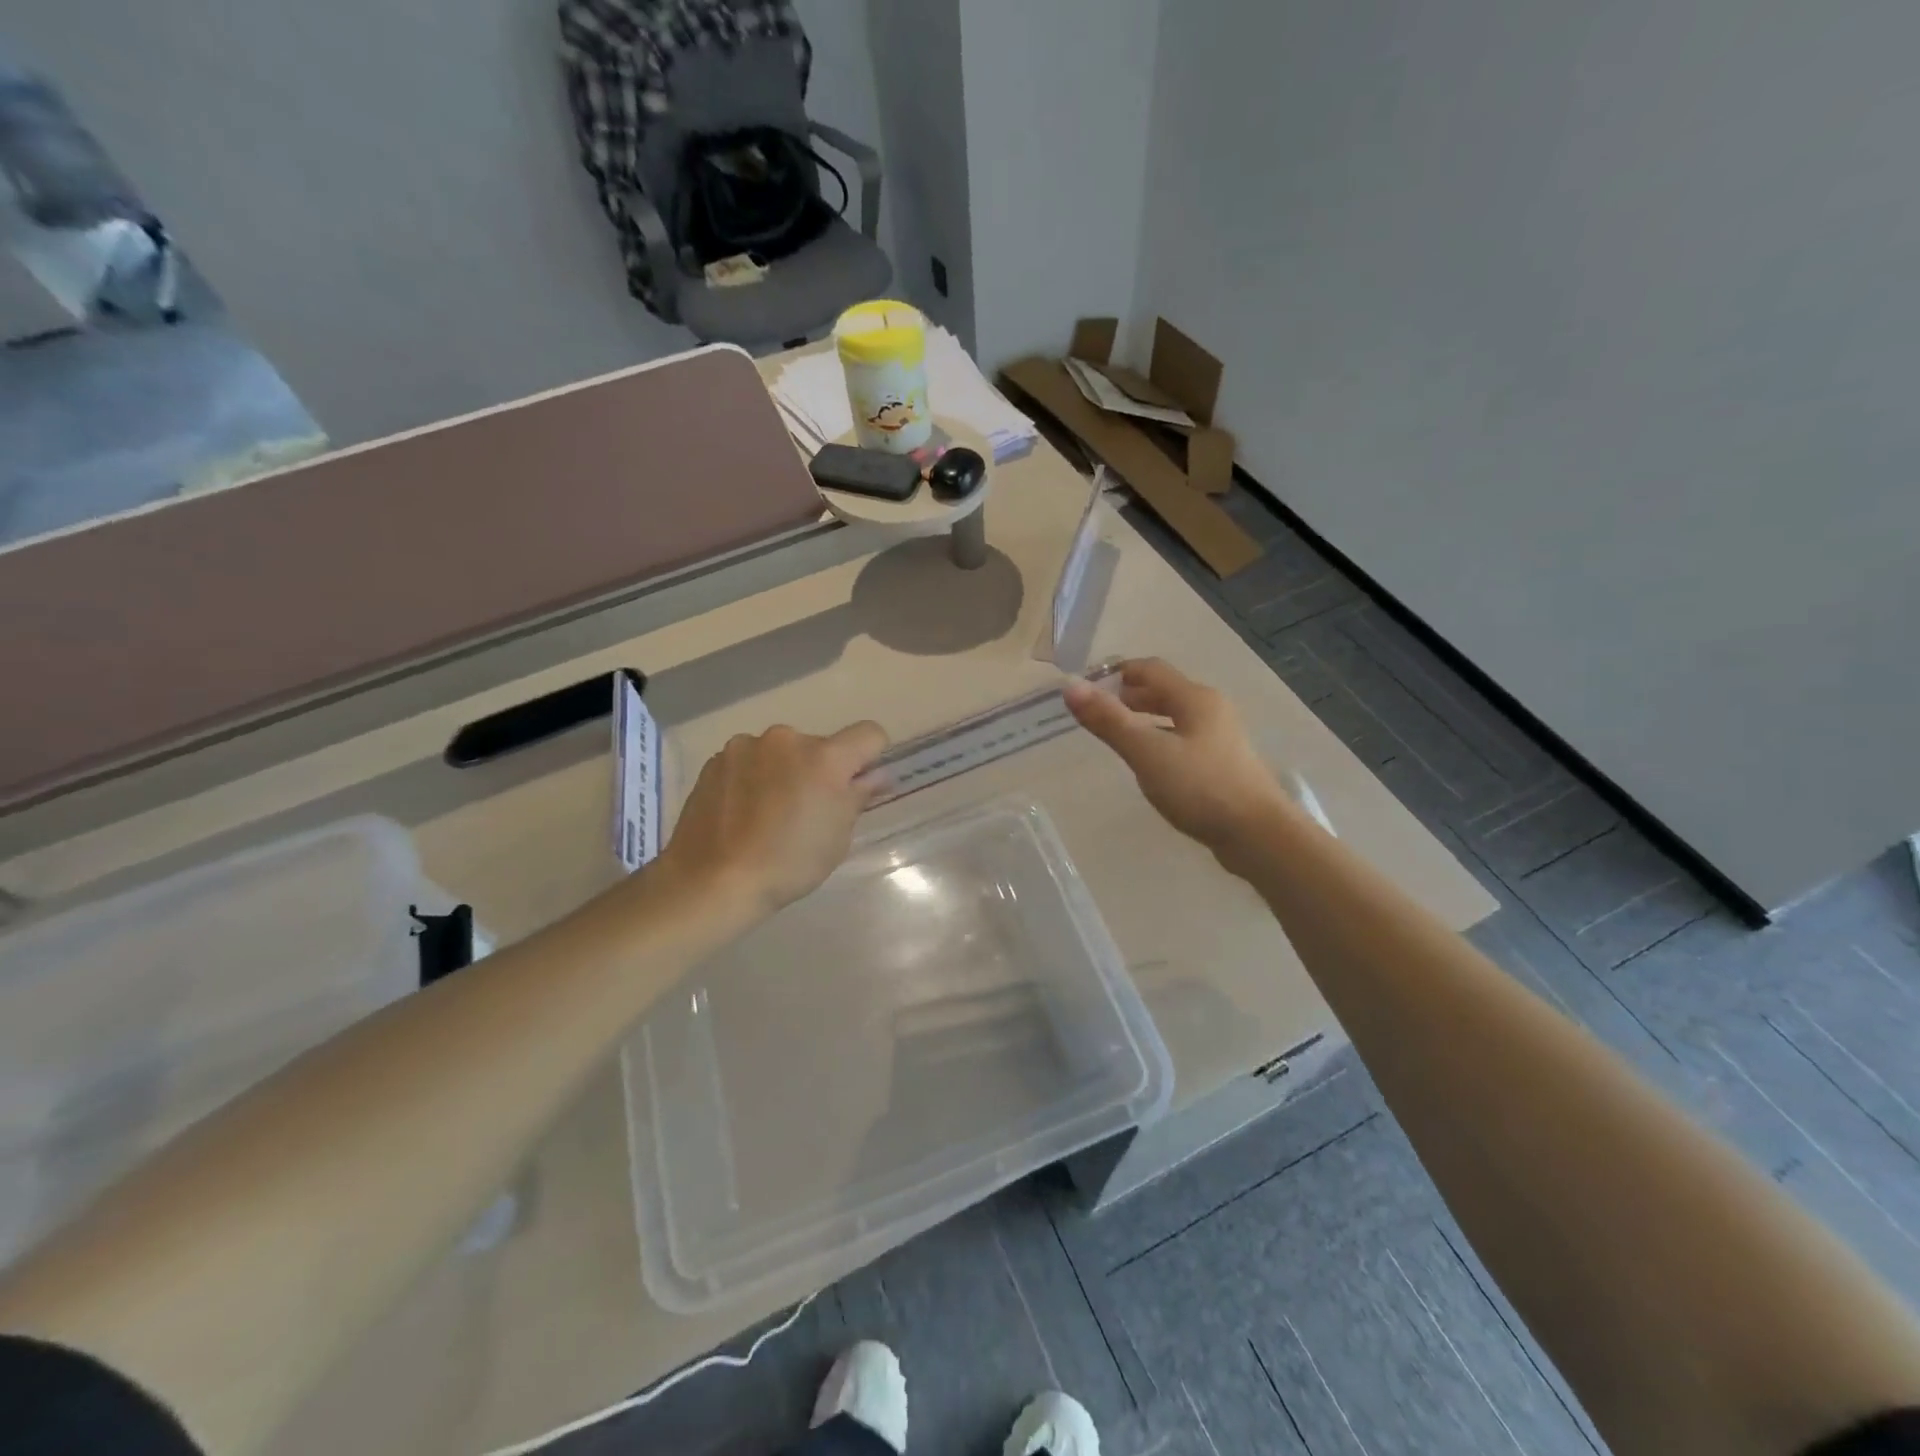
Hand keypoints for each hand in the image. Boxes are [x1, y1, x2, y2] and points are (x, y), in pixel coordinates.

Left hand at [657, 720, 889, 921]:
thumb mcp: (837, 837)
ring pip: (780, 753)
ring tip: (766, 813)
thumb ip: (857, 796)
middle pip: (819, 746)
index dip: (870, 757)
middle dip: (819, 770)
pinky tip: (740, 813)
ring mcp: (746, 746)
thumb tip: (874, 776)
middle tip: (806, 810)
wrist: (712, 880)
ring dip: (782, 771)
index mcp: (825, 757)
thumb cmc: (788, 864)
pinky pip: (748, 762)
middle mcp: (786, 739)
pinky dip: (751, 778)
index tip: (856, 785)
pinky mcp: (715, 760)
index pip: (869, 734)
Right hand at [1064, 658, 1295, 867]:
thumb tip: (1070, 687)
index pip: (1150, 669)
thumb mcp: (1147, 753)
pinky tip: (1149, 763)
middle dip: (1128, 696)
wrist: (1258, 835)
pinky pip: (1183, 740)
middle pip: (1164, 691)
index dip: (1115, 672)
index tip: (1085, 688)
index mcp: (1195, 698)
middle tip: (1096, 712)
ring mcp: (1220, 738)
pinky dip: (1160, 740)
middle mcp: (1211, 710)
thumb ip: (1109, 721)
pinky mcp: (1223, 765)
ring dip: (1144, 718)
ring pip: (1174, 717)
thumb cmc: (1201, 788)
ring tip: (1117, 735)